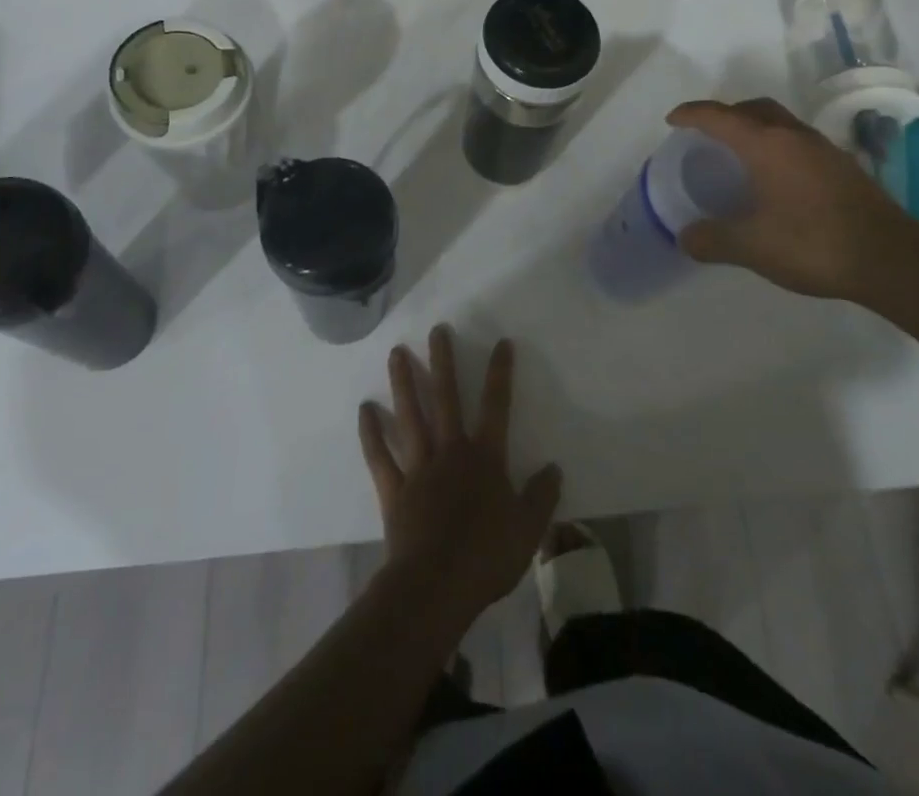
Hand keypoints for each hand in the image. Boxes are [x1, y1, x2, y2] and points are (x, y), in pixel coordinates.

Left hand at [358, 325, 562, 628]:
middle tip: (437, 330)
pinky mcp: (394, 490)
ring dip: (404, 383)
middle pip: (446, 398)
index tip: (502, 343)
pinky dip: (371, 433)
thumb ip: (542, 496)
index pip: (497, 406)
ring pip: (410, 416)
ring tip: (396, 353)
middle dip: (443, 362)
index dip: (500, 373)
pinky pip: (380, 456)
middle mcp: (451, 452)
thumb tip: (554, 468)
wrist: (436, 587)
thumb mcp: (528, 529)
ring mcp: (419, 468)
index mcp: (485, 458)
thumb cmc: (487, 557)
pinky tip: (364, 410)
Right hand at [666, 97, 918, 300]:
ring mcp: (823, 149)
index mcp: (767, 144)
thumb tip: (685, 237)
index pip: (720, 116)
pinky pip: (798, 141)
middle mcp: (794, 136)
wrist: (890, 258)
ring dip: (754, 128)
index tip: (673, 120)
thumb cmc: (813, 243)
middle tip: (706, 135)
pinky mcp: (842, 166)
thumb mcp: (752, 246)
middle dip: (726, 114)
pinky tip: (775, 179)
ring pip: (780, 123)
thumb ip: (712, 239)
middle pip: (753, 109)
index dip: (692, 114)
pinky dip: (776, 147)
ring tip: (738, 156)